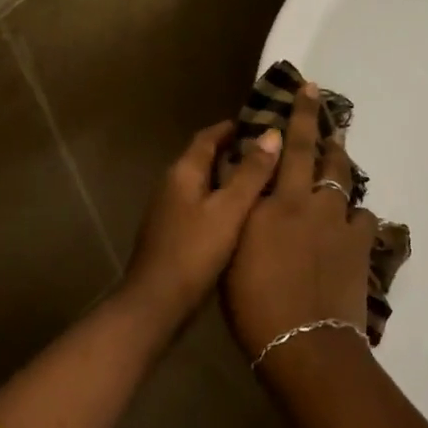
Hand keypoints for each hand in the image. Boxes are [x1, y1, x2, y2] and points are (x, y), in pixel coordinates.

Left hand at [121, 119, 281, 323]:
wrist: (156, 304)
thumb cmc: (194, 251)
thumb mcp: (229, 210)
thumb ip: (251, 173)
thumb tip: (272, 134)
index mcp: (183, 172)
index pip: (208, 137)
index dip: (233, 127)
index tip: (262, 123)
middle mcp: (172, 184)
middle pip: (205, 158)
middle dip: (235, 151)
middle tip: (271, 152)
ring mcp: (170, 210)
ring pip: (204, 183)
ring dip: (230, 177)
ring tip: (265, 180)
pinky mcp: (174, 233)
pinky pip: (202, 205)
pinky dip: (223, 201)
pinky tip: (245, 214)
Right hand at [223, 84, 379, 357]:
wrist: (306, 344)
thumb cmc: (254, 305)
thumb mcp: (234, 255)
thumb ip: (244, 216)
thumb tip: (249, 189)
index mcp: (273, 204)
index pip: (282, 148)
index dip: (294, 116)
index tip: (304, 89)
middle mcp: (308, 203)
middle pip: (317, 153)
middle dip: (317, 121)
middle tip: (320, 101)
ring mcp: (339, 223)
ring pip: (343, 180)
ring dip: (338, 163)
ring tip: (336, 153)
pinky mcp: (360, 246)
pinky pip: (361, 218)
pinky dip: (354, 214)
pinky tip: (350, 221)